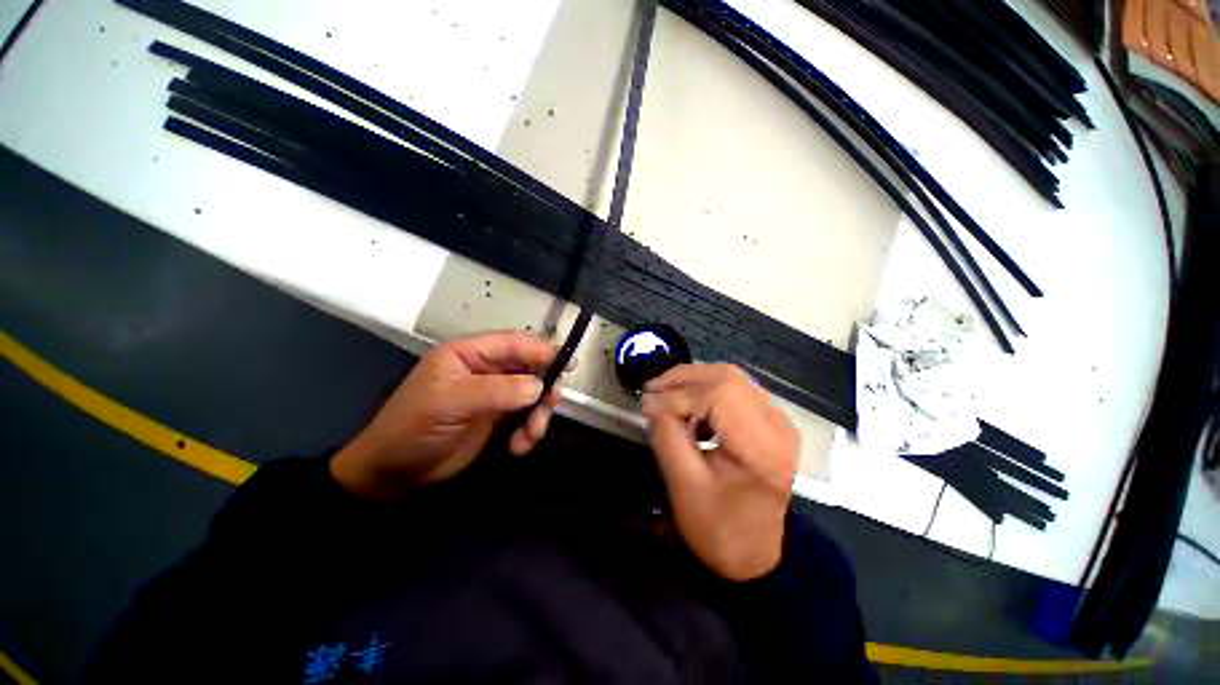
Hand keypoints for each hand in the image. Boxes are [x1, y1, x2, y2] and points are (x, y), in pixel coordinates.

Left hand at [331, 331, 562, 499]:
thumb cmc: (413, 428)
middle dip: (544, 387)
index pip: (513, 343)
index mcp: (469, 353)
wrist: (393, 474)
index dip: (541, 350)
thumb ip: (496, 391)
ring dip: (538, 414)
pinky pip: (526, 416)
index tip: (568, 364)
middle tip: (551, 405)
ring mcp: (494, 394)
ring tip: (530, 436)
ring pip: (532, 393)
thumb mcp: (450, 403)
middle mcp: (485, 369)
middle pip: (529, 367)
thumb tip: (539, 386)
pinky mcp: (498, 417)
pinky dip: (529, 430)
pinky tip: (519, 447)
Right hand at [642, 364, 797, 580]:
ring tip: (665, 395)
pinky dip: (705, 389)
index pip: (719, 396)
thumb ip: (667, 439)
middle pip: (727, 377)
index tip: (647, 405)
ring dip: (693, 381)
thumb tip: (654, 404)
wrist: (761, 554)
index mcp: (762, 447)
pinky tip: (689, 407)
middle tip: (652, 390)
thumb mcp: (685, 489)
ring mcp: (777, 419)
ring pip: (730, 377)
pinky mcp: (769, 420)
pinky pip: (734, 389)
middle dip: (683, 378)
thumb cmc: (722, 529)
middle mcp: (776, 424)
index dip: (678, 395)